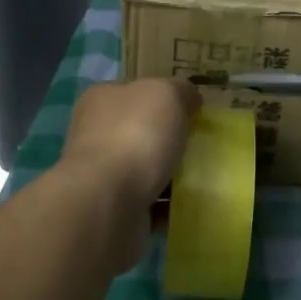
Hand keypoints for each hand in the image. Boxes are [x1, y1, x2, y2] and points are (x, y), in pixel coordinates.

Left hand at [59, 77, 199, 269]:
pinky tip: (191, 205)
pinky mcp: (113, 208)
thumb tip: (190, 99)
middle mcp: (96, 133)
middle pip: (142, 130)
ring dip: (171, 175)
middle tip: (202, 144)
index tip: (193, 110)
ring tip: (204, 177)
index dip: (165, 97)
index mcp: (102, 99)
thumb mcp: (166, 94)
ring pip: (146, 169)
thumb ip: (181, 90)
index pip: (136, 91)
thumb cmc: (135, 135)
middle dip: (170, 138)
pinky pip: (150, 203)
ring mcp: (102, 174)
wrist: (108, 203)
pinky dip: (168, 205)